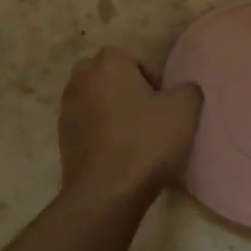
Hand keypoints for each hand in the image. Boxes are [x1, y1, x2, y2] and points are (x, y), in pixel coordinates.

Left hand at [58, 49, 202, 201]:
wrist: (106, 191)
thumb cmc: (146, 142)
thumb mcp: (184, 110)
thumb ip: (188, 89)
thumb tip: (183, 89)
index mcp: (108, 64)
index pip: (131, 58)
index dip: (151, 78)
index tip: (163, 102)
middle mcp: (81, 79)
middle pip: (106, 74)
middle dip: (124, 88)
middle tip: (146, 113)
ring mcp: (67, 108)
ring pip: (93, 99)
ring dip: (109, 109)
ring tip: (132, 135)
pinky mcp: (62, 137)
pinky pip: (84, 123)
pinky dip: (98, 130)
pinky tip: (116, 152)